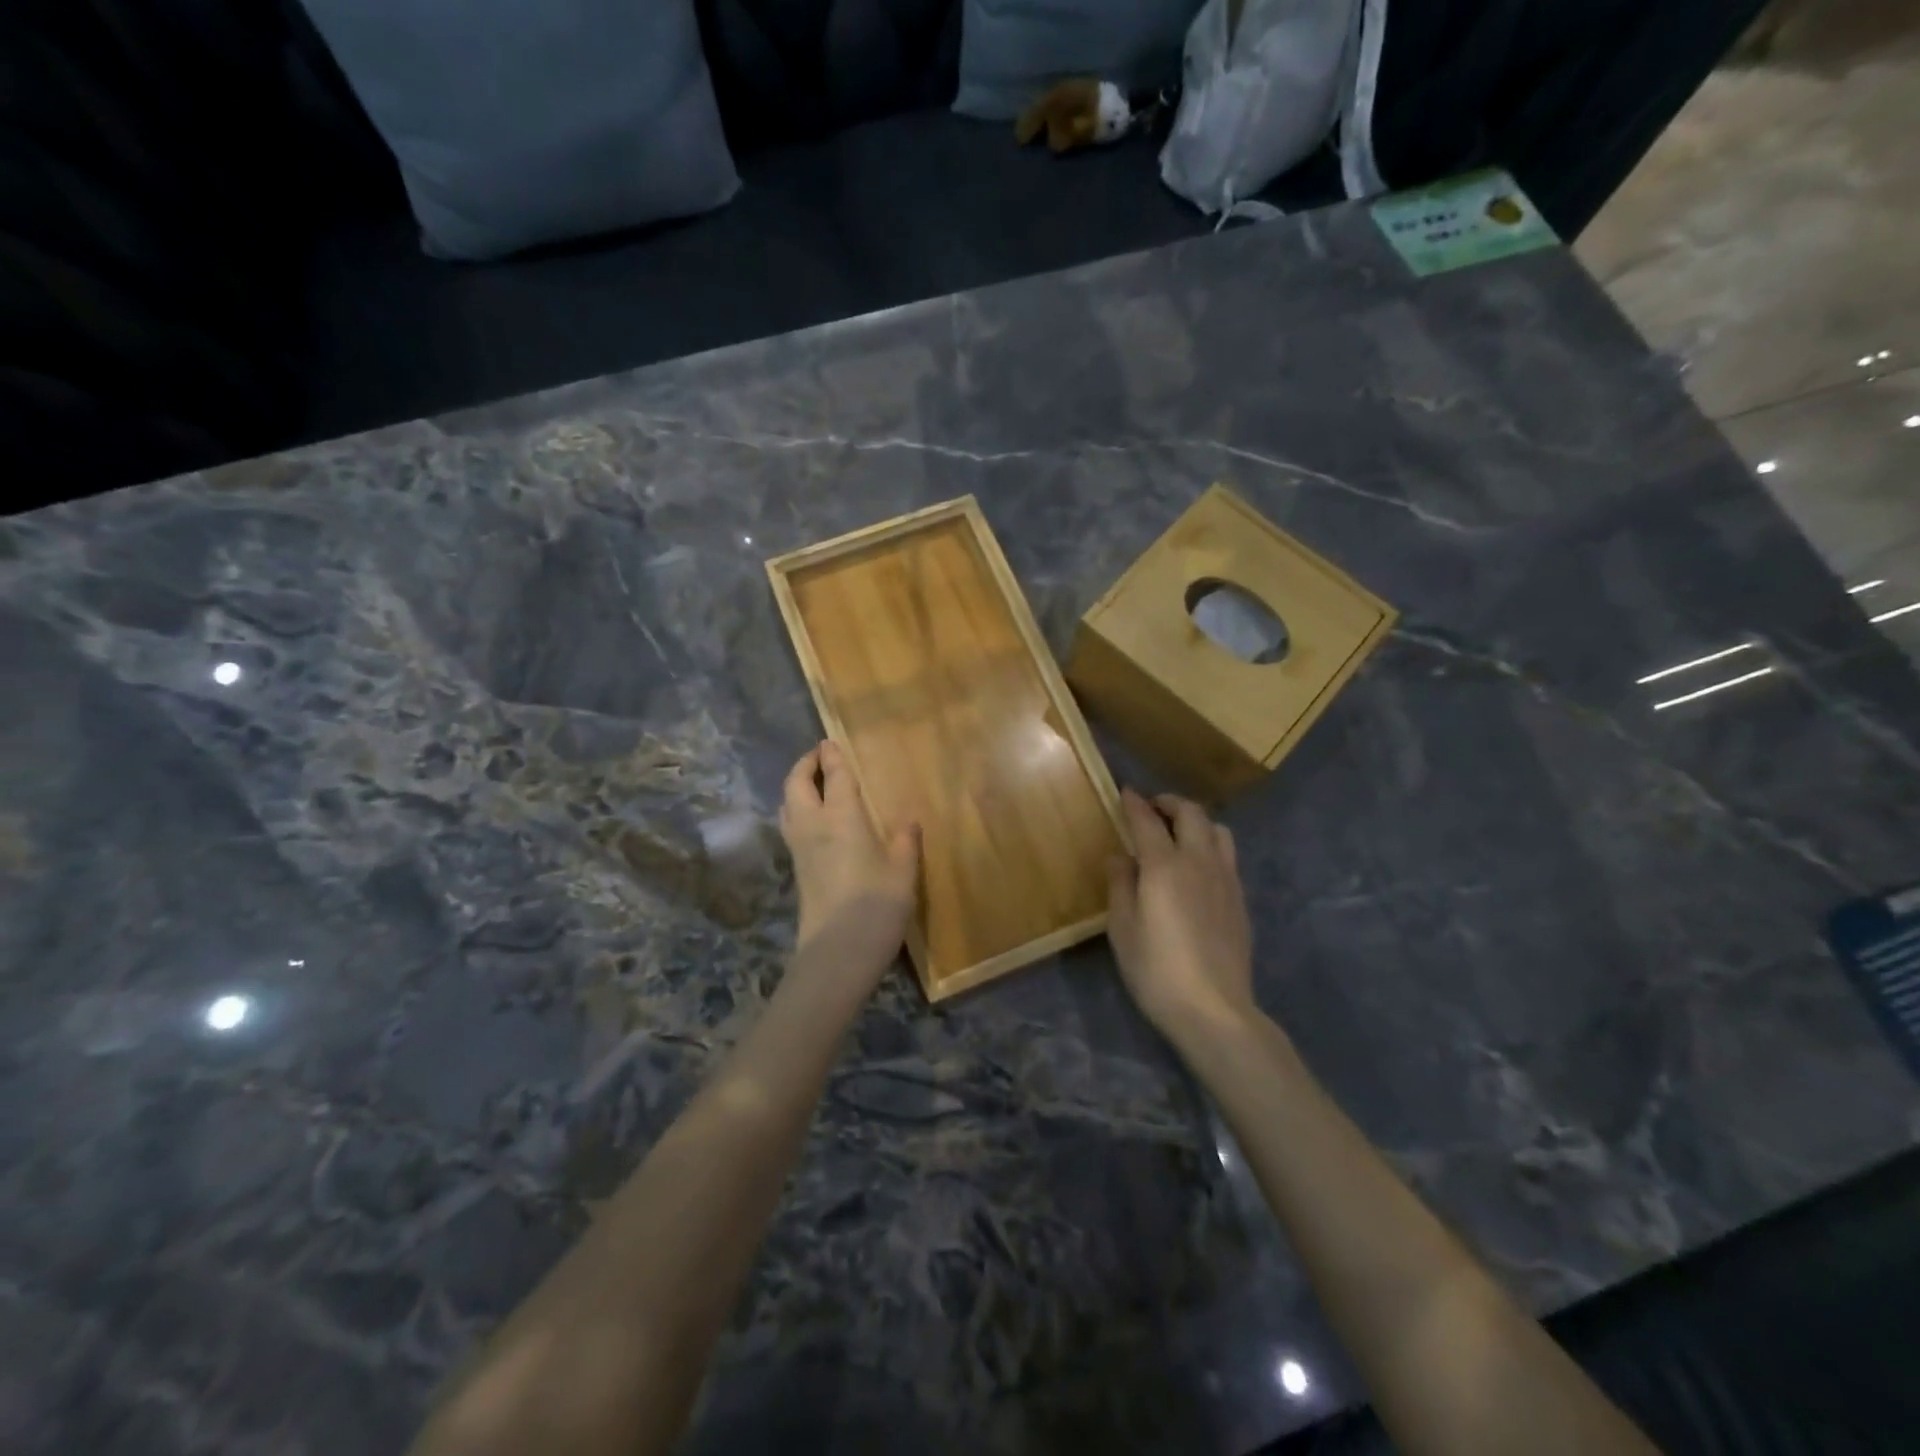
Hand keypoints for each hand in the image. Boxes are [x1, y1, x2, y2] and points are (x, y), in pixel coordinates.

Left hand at [779, 741, 920, 987]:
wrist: (837, 952)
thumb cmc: (876, 906)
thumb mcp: (903, 872)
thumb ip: (905, 841)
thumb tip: (909, 820)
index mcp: (842, 817)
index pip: (834, 776)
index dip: (831, 756)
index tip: (830, 742)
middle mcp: (813, 825)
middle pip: (797, 784)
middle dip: (805, 765)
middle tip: (819, 757)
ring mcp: (799, 848)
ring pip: (787, 805)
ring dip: (796, 787)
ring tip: (813, 784)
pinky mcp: (796, 869)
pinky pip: (791, 825)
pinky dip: (797, 809)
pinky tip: (814, 820)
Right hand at [1107, 788, 1254, 1037]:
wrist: (1214, 1008)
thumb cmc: (1156, 970)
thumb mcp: (1122, 929)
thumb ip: (1120, 885)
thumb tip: (1120, 856)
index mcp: (1164, 866)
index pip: (1147, 821)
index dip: (1134, 803)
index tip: (1124, 792)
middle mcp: (1199, 862)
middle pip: (1191, 813)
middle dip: (1169, 803)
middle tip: (1151, 808)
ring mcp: (1225, 879)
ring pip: (1217, 829)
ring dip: (1195, 821)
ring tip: (1178, 833)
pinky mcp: (1239, 899)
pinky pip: (1227, 855)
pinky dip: (1210, 844)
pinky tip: (1196, 867)